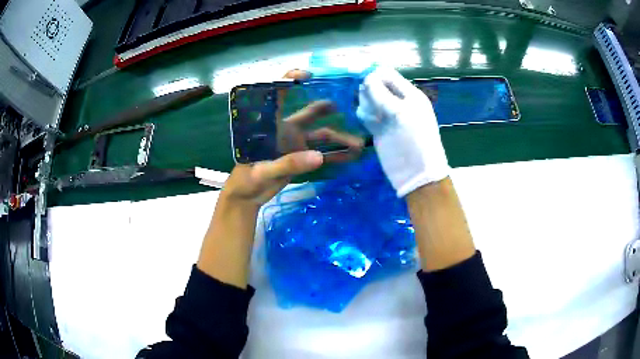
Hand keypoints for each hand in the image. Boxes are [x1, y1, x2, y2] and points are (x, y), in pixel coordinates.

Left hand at [224, 70, 362, 205]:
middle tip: (342, 104)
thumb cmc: (246, 179)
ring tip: (360, 143)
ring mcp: (296, 144)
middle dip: (325, 109)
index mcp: (271, 126)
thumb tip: (318, 157)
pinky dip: (337, 155)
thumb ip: (288, 164)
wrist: (248, 196)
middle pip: (308, 114)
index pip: (277, 96)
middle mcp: (286, 130)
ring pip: (321, 136)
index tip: (307, 74)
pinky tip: (353, 156)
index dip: (289, 79)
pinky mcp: (302, 158)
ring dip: (340, 139)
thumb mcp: (262, 172)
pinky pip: (323, 154)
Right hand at [357, 67, 449, 196]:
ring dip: (366, 105)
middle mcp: (398, 101)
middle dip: (369, 91)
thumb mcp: (400, 114)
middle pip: (375, 85)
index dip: (373, 75)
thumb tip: (366, 77)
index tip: (361, 82)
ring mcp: (388, 115)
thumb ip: (382, 94)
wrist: (416, 174)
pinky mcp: (379, 128)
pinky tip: (371, 125)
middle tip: (373, 106)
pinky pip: (367, 114)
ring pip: (369, 100)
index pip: (387, 75)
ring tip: (373, 118)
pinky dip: (365, 116)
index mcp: (409, 94)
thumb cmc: (414, 141)